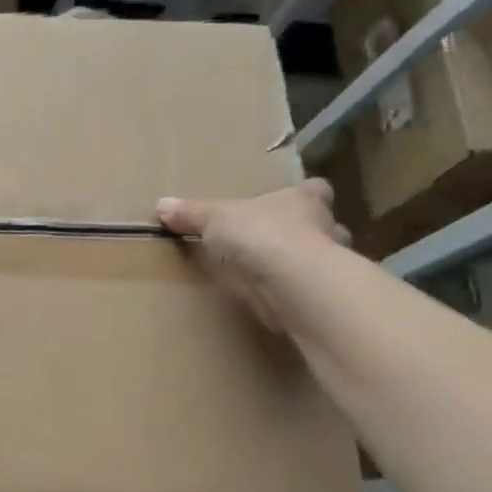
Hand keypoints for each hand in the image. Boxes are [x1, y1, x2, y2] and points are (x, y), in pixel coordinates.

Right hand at [156, 180, 349, 332]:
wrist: (292, 284)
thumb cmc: (261, 235)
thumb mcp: (214, 218)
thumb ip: (191, 214)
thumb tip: (161, 205)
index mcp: (304, 200)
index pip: (315, 190)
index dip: (304, 195)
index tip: (287, 203)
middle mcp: (325, 227)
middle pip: (321, 226)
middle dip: (304, 234)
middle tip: (274, 243)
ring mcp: (329, 265)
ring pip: (321, 261)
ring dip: (302, 267)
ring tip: (272, 275)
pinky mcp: (321, 296)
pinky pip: (308, 292)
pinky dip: (294, 295)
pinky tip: (273, 301)